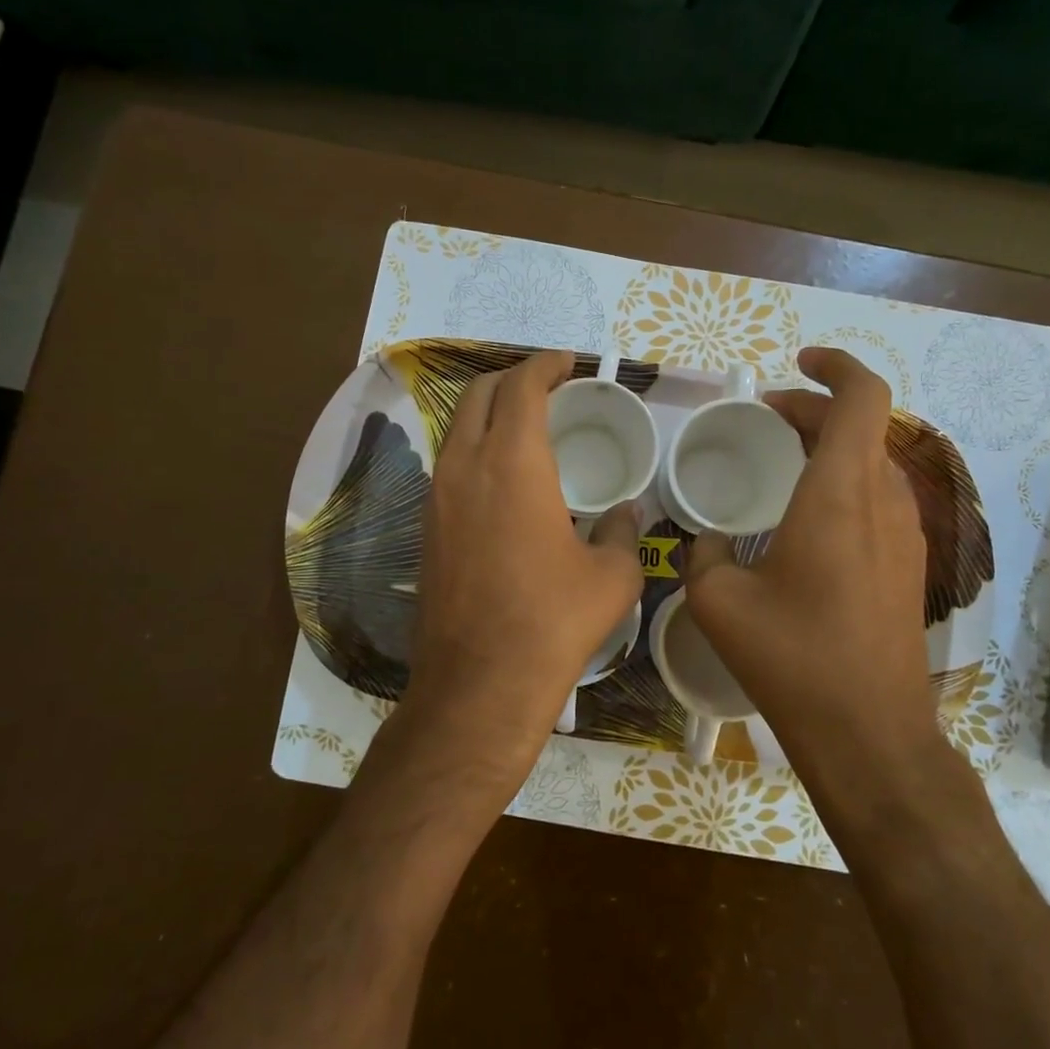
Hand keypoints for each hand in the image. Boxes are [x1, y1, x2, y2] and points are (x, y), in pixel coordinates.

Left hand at [405, 350, 643, 789]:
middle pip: (479, 394)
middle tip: (548, 387)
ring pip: (457, 428)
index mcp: (513, 463)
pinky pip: (449, 464)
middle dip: (513, 379)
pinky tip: (501, 477)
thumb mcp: (611, 577)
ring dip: (489, 413)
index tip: (568, 363)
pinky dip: (474, 448)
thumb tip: (624, 513)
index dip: (546, 365)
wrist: (479, 685)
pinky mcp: (425, 528)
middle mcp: (465, 467)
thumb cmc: (553, 622)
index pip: (522, 386)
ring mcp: (437, 498)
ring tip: (525, 425)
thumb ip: (621, 532)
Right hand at [684, 346, 938, 771]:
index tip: (796, 363)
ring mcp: (907, 537)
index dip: (835, 365)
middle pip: (863, 426)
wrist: (870, 735)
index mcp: (840, 495)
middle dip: (815, 409)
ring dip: (832, 448)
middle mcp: (883, 503)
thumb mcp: (718, 602)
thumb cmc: (793, 658)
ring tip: (784, 464)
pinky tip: (807, 522)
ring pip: (874, 463)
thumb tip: (705, 540)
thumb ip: (703, 553)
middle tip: (766, 418)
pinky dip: (845, 484)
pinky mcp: (910, 568)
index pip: (863, 397)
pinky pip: (880, 500)